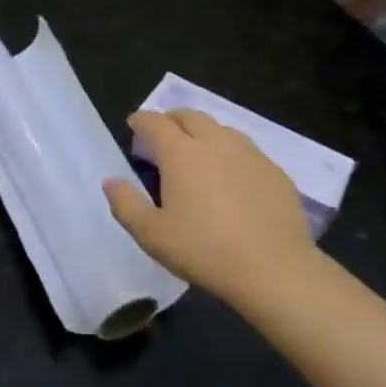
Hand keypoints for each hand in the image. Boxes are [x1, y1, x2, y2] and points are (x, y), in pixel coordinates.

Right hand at [103, 109, 315, 308]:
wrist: (275, 271)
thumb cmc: (205, 251)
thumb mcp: (152, 235)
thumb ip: (126, 204)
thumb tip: (110, 180)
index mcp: (181, 152)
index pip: (155, 122)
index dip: (140, 120)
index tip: (133, 126)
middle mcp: (215, 142)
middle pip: (189, 116)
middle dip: (171, 120)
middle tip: (162, 137)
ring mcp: (249, 153)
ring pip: (220, 129)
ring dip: (202, 133)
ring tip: (196, 154)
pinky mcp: (275, 171)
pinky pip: (246, 150)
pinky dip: (230, 153)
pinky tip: (231, 178)